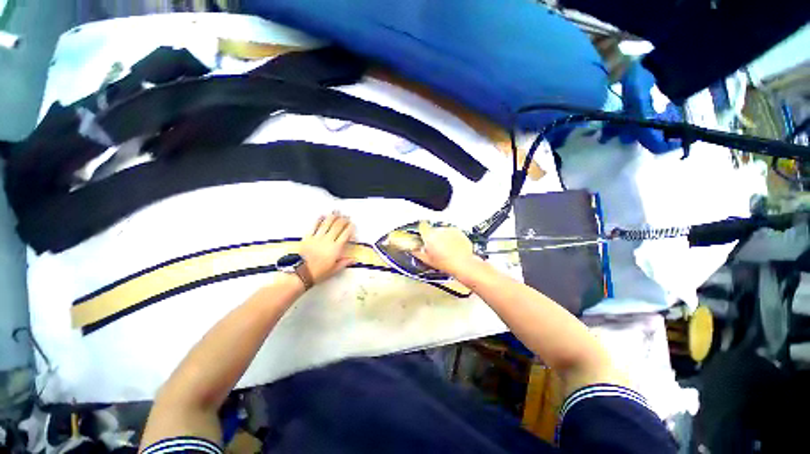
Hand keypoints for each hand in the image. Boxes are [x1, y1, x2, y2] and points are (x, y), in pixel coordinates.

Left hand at [300, 212, 355, 284]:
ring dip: (332, 217)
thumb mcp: (334, 269)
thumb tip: (353, 259)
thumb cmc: (319, 272)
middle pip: (337, 226)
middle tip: (345, 216)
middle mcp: (328, 241)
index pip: (345, 234)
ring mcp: (317, 238)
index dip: (350, 228)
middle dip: (342, 220)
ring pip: (327, 224)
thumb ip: (344, 262)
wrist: (302, 273)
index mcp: (336, 248)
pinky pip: (314, 226)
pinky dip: (318, 220)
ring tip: (336, 212)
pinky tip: (321, 215)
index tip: (352, 224)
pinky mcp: (308, 238)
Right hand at [411, 221, 477, 276]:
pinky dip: (450, 236)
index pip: (422, 226)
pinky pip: (451, 231)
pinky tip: (452, 246)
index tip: (423, 235)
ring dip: (442, 236)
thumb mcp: (427, 260)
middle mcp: (439, 230)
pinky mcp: (457, 231)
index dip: (422, 230)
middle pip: (432, 229)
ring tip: (445, 247)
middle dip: (432, 236)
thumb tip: (412, 248)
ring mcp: (449, 229)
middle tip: (435, 246)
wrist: (463, 264)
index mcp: (429, 236)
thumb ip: (417, 252)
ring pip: (442, 230)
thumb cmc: (445, 263)